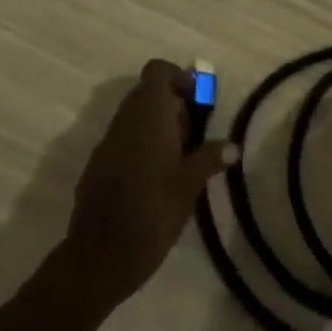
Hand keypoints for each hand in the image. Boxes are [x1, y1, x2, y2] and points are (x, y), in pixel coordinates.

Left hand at [61, 59, 234, 303]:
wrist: (98, 259)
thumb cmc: (151, 215)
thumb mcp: (188, 187)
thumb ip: (210, 158)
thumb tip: (233, 146)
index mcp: (148, 117)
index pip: (158, 71)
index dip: (180, 78)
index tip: (199, 104)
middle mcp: (125, 120)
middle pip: (148, 91)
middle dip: (174, 104)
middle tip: (196, 134)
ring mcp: (108, 142)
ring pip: (135, 115)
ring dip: (159, 124)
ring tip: (181, 157)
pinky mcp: (98, 164)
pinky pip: (124, 137)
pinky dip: (142, 143)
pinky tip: (156, 177)